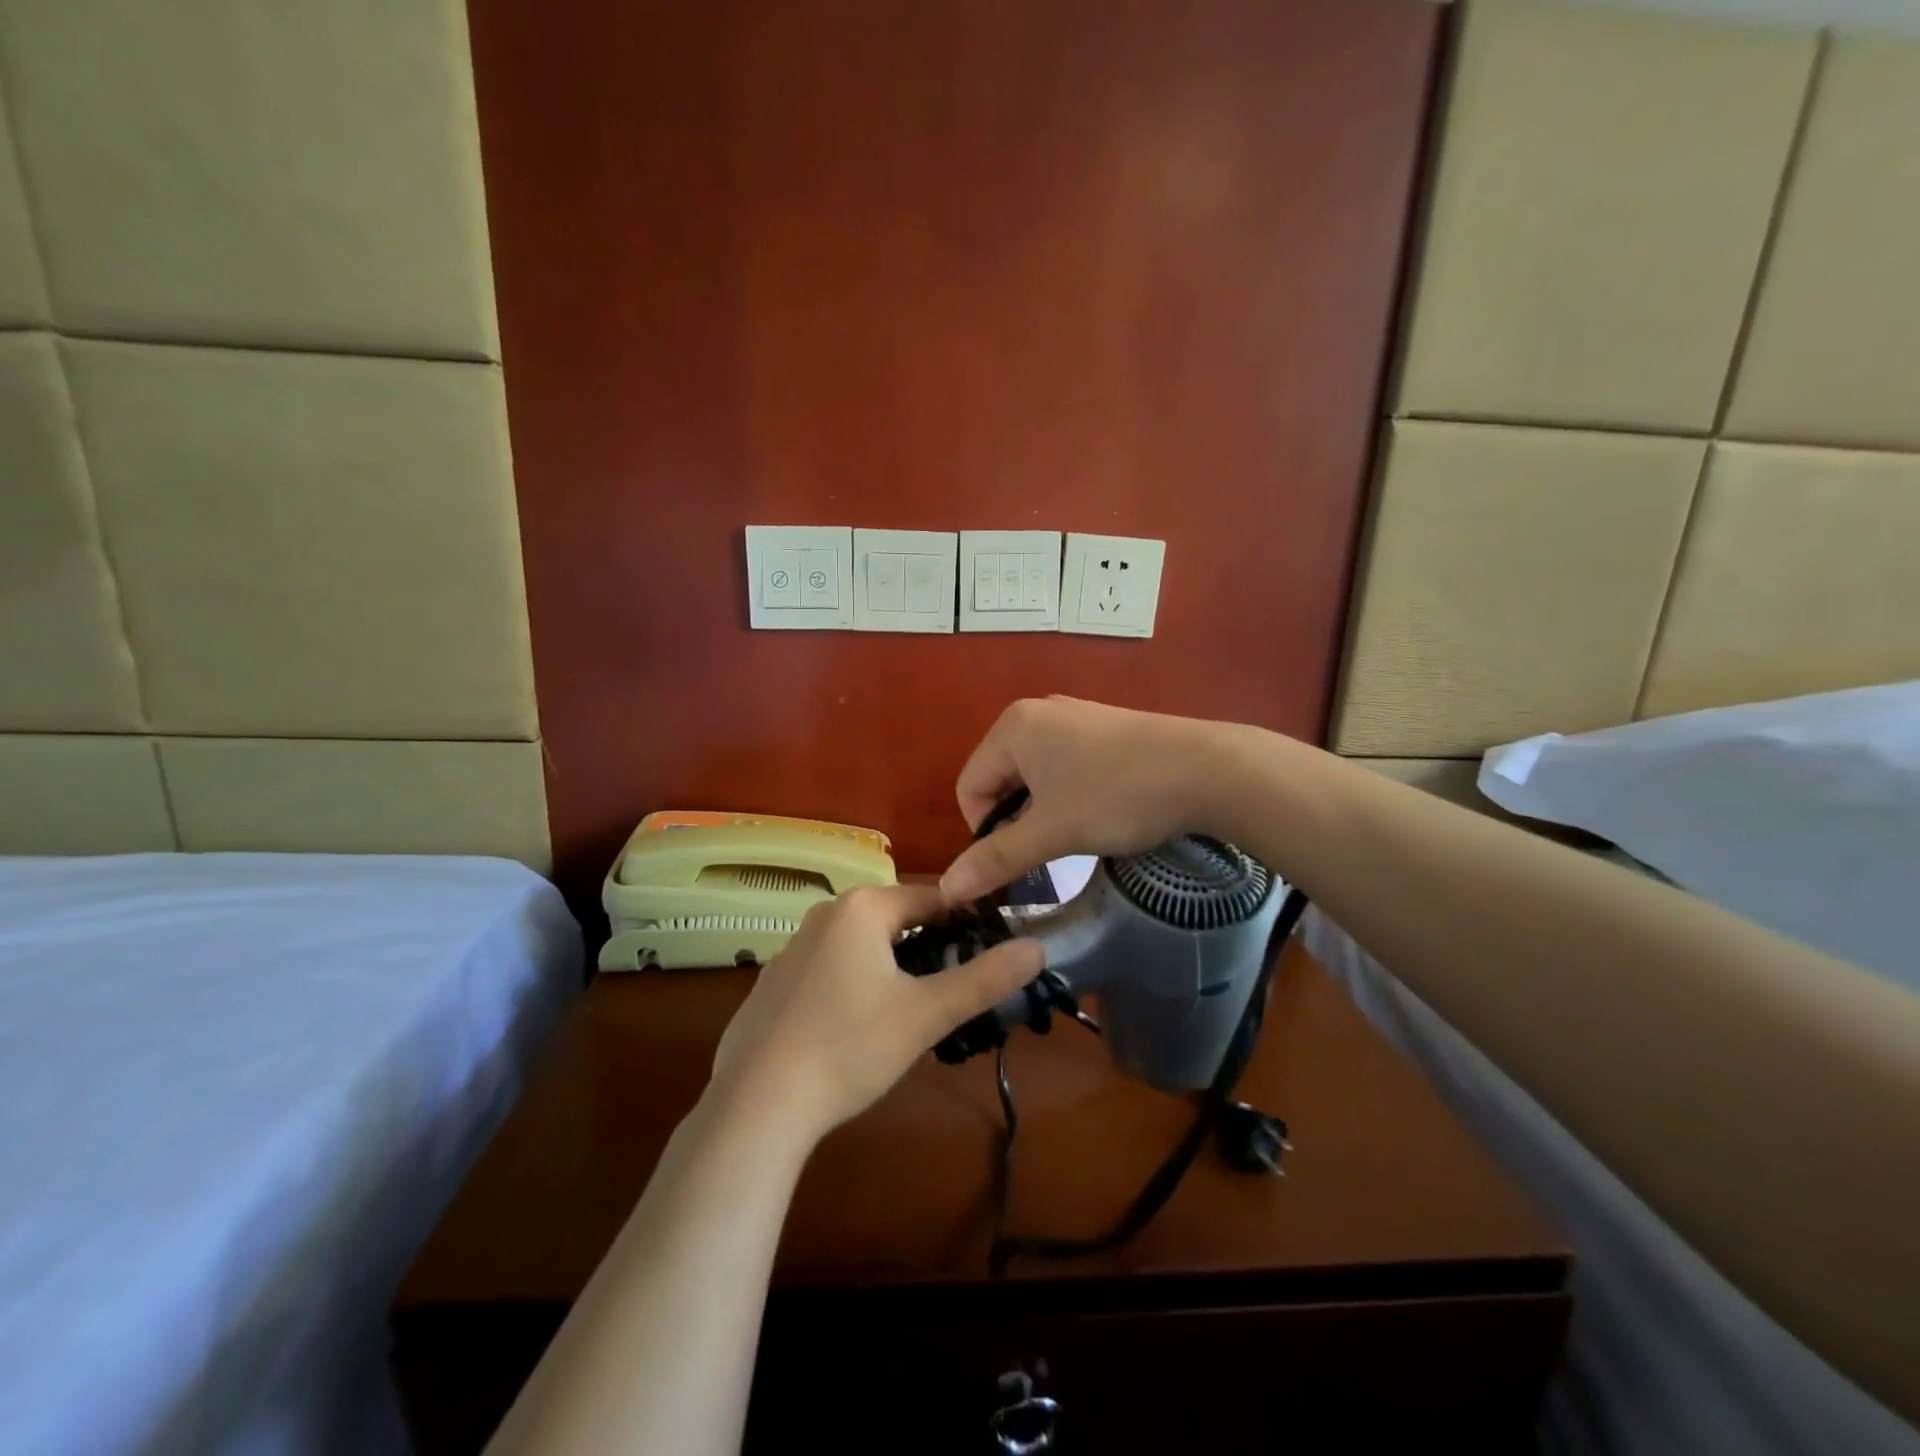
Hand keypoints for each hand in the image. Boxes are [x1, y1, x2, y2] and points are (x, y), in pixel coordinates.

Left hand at [711, 883, 1043, 1140]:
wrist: (757, 1103)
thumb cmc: (850, 1046)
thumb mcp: (927, 1014)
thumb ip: (985, 979)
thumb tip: (1038, 947)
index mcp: (861, 908)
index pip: (930, 898)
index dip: (965, 921)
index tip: (989, 951)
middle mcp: (824, 915)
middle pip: (894, 921)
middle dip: (926, 949)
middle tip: (950, 992)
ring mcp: (791, 949)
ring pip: (860, 947)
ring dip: (890, 969)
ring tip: (909, 1015)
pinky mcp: (772, 984)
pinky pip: (827, 971)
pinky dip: (851, 988)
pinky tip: (853, 1033)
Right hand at [940, 697, 1237, 901]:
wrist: (1208, 770)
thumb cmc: (1116, 796)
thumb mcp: (1051, 832)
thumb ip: (996, 858)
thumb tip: (947, 889)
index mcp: (1012, 727)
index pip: (969, 786)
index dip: (984, 831)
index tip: (1020, 859)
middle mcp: (1036, 712)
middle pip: (1000, 779)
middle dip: (1016, 820)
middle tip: (1050, 849)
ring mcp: (1074, 716)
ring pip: (1035, 776)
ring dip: (1044, 811)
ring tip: (1078, 833)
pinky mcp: (1104, 727)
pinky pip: (1065, 765)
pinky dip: (1070, 795)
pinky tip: (1101, 811)